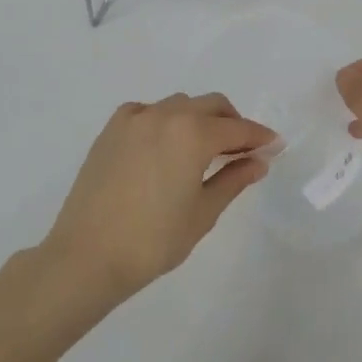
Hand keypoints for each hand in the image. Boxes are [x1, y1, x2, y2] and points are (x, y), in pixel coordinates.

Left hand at [40, 93, 273, 303]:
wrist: (86, 256)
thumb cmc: (152, 241)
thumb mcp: (202, 213)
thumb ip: (233, 180)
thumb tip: (259, 161)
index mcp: (192, 134)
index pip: (237, 128)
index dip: (259, 137)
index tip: (275, 145)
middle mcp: (165, 114)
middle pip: (211, 106)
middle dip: (232, 122)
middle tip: (244, 149)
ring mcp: (135, 118)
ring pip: (180, 104)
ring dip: (199, 119)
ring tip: (204, 149)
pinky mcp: (112, 129)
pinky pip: (148, 111)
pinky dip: (164, 120)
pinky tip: (164, 144)